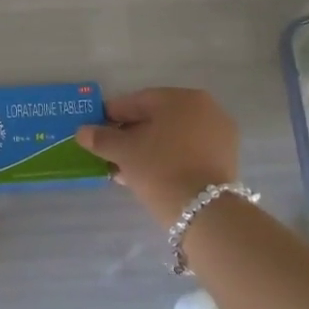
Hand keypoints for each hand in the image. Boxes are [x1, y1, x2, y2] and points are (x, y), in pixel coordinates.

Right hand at [78, 88, 240, 225]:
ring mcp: (219, 132)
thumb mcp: (124, 152)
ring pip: (173, 136)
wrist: (205, 211)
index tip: (95, 130)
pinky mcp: (226, 156)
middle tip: (110, 152)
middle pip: (157, 118)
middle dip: (131, 134)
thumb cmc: (160, 169)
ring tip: (126, 169)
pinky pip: (189, 150)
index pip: (137, 101)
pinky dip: (169, 157)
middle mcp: (205, 107)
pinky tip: (150, 175)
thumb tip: (82, 131)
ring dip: (148, 148)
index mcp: (180, 97)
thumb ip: (101, 138)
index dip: (111, 115)